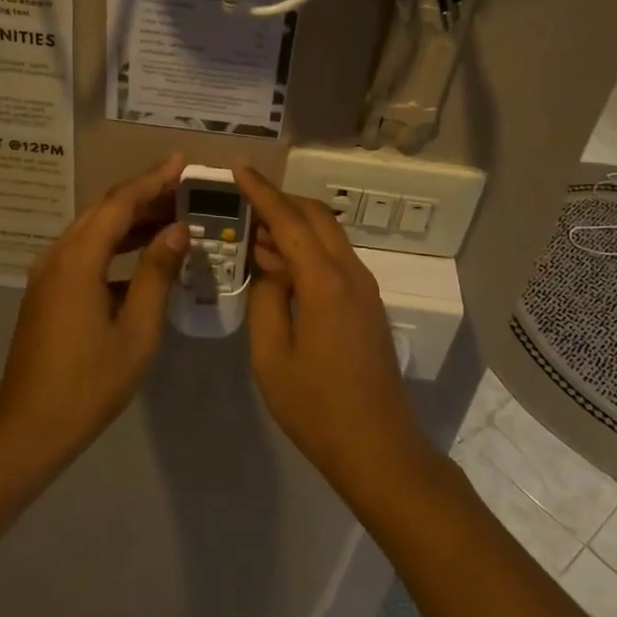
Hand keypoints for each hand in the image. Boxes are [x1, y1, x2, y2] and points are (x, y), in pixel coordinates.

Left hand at [0, 155, 190, 466]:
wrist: (30, 427)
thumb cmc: (89, 383)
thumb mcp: (136, 330)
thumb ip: (156, 274)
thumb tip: (177, 230)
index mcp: (78, 260)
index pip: (120, 203)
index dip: (153, 180)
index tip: (183, 162)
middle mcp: (58, 256)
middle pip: (104, 210)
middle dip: (144, 194)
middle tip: (184, 186)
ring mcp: (48, 274)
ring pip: (94, 230)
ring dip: (131, 220)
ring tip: (173, 215)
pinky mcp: (48, 292)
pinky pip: (85, 253)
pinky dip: (116, 246)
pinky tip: (144, 256)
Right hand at [235, 165, 439, 502]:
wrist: (377, 446)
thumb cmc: (316, 406)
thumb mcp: (271, 356)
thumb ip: (266, 301)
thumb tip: (272, 270)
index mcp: (325, 282)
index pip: (290, 221)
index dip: (262, 192)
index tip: (238, 170)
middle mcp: (351, 274)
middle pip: (317, 218)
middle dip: (281, 201)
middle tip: (244, 202)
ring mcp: (364, 289)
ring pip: (329, 237)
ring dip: (295, 226)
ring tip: (256, 235)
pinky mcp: (367, 306)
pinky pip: (335, 260)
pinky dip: (308, 250)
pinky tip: (282, 268)